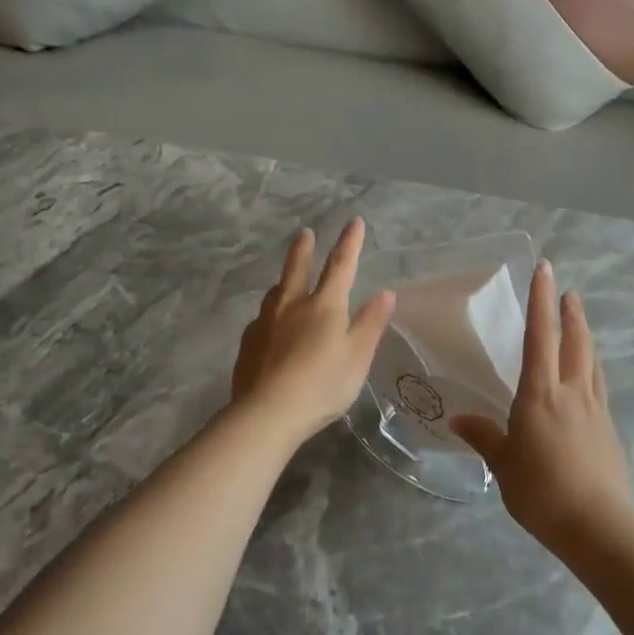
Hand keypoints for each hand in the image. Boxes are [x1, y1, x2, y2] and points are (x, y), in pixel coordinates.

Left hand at [232, 218, 394, 445]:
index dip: (350, 243)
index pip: (341, 266)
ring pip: (275, 293)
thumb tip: (385, 292)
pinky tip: (269, 325)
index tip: (354, 222)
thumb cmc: (323, 384)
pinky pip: (262, 319)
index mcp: (324, 305)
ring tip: (284, 281)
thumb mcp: (358, 356)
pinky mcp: (248, 344)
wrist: (267, 412)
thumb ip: (371, 323)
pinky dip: (270, 313)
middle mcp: (292, 305)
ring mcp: (265, 323)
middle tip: (304, 233)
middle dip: (303, 250)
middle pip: (297, 269)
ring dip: (283, 281)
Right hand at [450, 261, 633, 556]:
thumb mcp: (503, 465)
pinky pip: (599, 388)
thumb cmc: (541, 491)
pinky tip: (589, 379)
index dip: (541, 301)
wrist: (598, 526)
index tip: (545, 270)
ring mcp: (595, 410)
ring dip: (586, 338)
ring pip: (592, 362)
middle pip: (576, 342)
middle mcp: (572, 392)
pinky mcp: (610, 430)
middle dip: (571, 314)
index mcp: (541, 394)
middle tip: (569, 292)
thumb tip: (458, 419)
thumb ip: (484, 436)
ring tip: (581, 326)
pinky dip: (592, 371)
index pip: (540, 336)